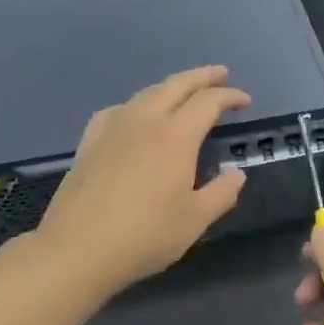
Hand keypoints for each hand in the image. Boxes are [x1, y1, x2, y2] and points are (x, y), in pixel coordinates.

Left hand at [34, 66, 250, 297]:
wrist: (78, 249)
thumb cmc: (145, 236)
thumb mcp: (195, 220)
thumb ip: (222, 193)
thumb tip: (237, 174)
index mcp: (177, 136)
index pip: (209, 102)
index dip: (230, 96)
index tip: (245, 101)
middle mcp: (146, 120)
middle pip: (178, 84)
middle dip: (203, 76)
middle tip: (221, 74)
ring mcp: (114, 127)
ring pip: (148, 92)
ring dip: (172, 86)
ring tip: (184, 92)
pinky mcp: (90, 141)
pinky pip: (119, 109)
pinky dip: (138, 104)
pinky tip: (135, 117)